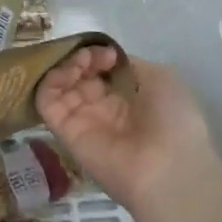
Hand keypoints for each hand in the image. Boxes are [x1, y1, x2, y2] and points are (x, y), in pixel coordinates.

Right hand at [37, 45, 220, 216]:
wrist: (169, 167)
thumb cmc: (173, 120)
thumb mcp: (161, 78)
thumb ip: (130, 64)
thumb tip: (108, 59)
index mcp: (129, 99)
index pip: (102, 70)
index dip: (100, 56)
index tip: (109, 54)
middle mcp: (104, 110)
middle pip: (80, 76)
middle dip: (83, 58)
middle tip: (92, 58)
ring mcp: (84, 121)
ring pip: (60, 86)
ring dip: (65, 66)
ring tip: (81, 63)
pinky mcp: (65, 133)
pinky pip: (47, 102)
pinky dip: (50, 82)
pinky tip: (68, 74)